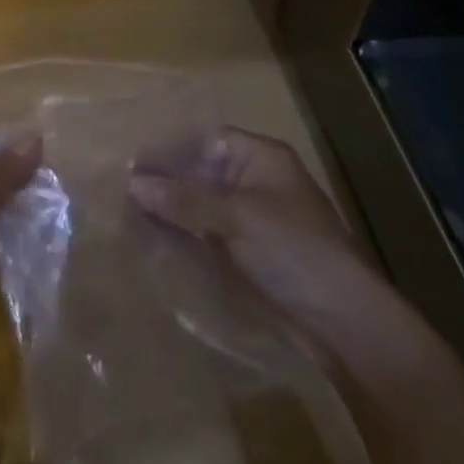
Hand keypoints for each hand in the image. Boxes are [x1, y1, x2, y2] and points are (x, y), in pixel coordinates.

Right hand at [129, 127, 408, 371]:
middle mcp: (254, 181)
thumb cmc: (294, 251)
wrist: (344, 324)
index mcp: (261, 158)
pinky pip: (206, 234)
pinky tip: (152, 240)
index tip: (131, 162)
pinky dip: (183, 235)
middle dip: (165, 181)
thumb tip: (132, 183)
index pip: (205, 139)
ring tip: (126, 214)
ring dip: (171, 210)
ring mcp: (251, 219)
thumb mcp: (237, 217)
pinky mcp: (246, 253)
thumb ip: (184, 199)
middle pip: (200, 172)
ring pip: (200, 205)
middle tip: (120, 189)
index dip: (170, 148)